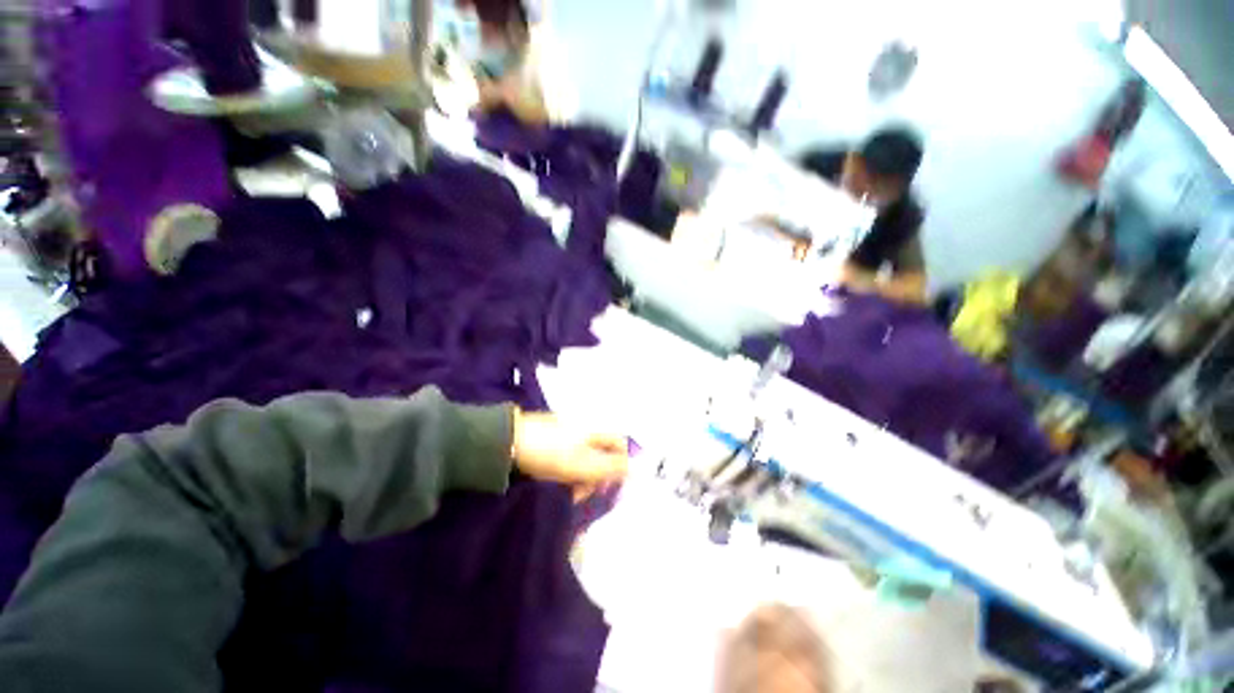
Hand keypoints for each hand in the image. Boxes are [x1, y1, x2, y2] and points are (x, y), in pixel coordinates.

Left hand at [511, 410, 628, 491]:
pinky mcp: (553, 436)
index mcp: (596, 429)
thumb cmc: (551, 452)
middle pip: (602, 453)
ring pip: (585, 457)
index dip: (619, 466)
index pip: (620, 445)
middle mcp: (586, 426)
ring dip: (581, 476)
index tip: (607, 487)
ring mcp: (568, 430)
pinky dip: (567, 469)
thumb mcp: (585, 464)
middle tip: (581, 493)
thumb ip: (612, 467)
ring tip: (567, 491)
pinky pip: (569, 455)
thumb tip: (638, 469)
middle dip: (596, 476)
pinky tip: (556, 480)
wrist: (509, 441)